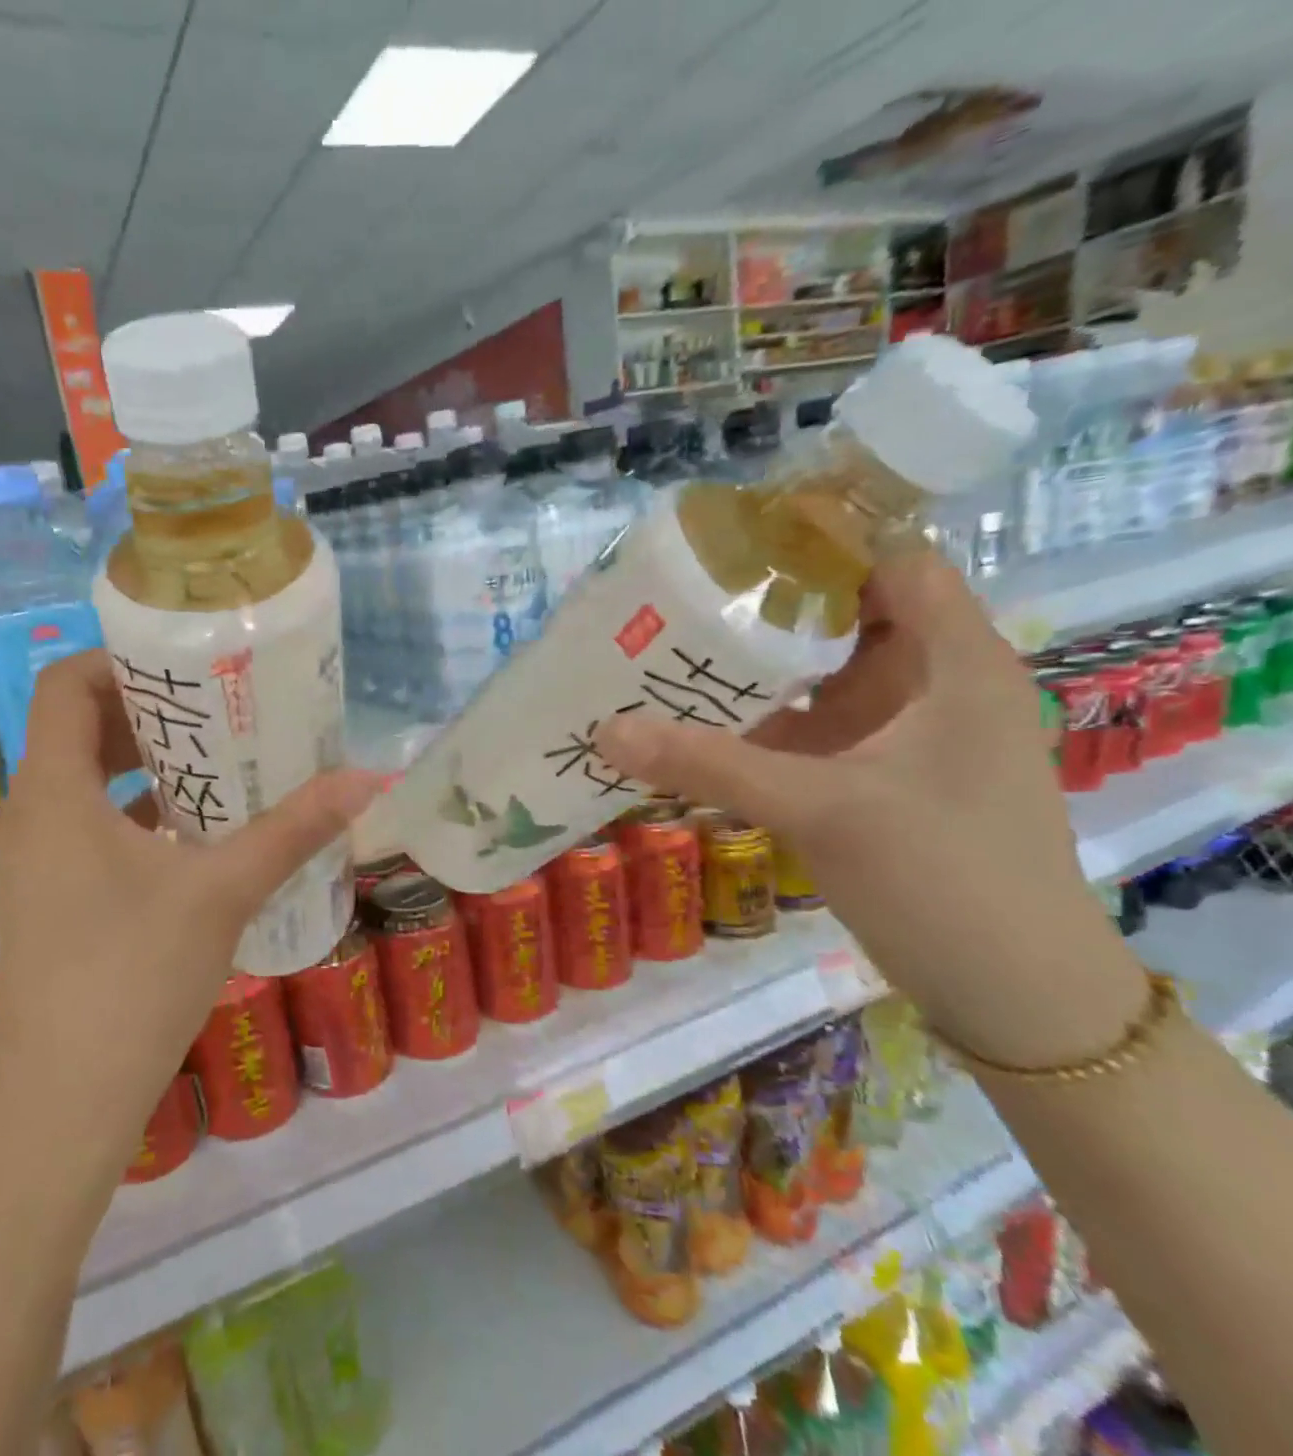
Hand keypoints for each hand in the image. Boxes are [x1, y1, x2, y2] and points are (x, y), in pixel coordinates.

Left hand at [0, 651, 381, 1165]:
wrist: (67, 1103)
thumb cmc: (133, 978)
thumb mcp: (222, 892)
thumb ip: (293, 830)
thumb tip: (368, 778)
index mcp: (54, 793)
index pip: (66, 685)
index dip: (121, 661)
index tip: (188, 665)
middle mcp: (31, 815)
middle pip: (77, 728)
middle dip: (147, 711)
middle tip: (219, 707)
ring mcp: (34, 861)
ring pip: (84, 780)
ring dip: (145, 763)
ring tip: (219, 760)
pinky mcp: (49, 899)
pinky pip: (88, 826)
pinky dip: (136, 811)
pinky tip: (196, 833)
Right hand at [595, 547, 1145, 1066]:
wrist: (1011, 994)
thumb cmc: (944, 878)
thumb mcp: (821, 810)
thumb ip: (709, 764)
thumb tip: (605, 730)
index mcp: (954, 663)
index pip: (889, 563)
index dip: (815, 544)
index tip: (726, 549)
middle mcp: (931, 685)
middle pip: (841, 617)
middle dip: (760, 608)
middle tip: (674, 602)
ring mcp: (901, 735)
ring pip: (819, 677)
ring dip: (751, 669)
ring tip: (668, 653)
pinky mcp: (874, 776)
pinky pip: (809, 728)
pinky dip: (756, 722)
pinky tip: (695, 726)